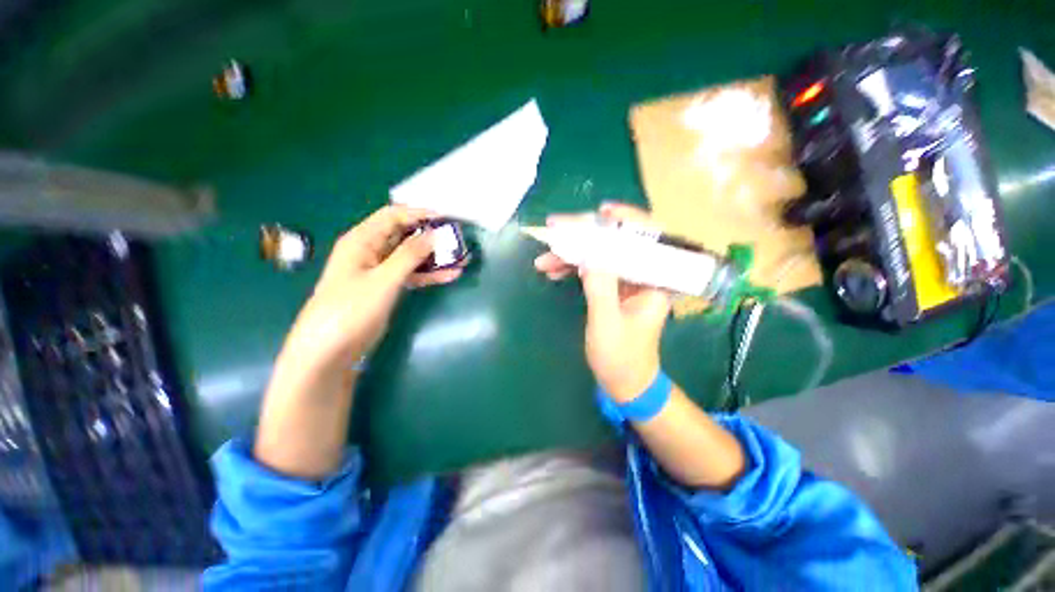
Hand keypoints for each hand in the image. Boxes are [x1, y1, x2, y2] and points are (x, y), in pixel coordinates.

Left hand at [281, 205, 464, 372]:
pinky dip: (430, 274)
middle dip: (431, 235)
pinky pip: (412, 275)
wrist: (330, 352)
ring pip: (411, 256)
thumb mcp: (383, 279)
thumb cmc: (351, 310)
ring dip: (435, 256)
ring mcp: (380, 271)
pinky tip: (451, 275)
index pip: (394, 216)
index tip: (447, 219)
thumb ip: (410, 255)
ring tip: (462, 258)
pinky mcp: (387, 288)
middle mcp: (371, 251)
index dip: (420, 214)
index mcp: (362, 240)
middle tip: (458, 240)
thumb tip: (436, 234)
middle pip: (405, 235)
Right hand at [534, 203, 671, 401]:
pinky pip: (593, 270)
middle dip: (586, 237)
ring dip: (571, 255)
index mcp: (655, 282)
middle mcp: (644, 275)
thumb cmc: (621, 358)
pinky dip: (572, 268)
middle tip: (556, 231)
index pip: (647, 240)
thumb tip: (590, 253)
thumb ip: (600, 287)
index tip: (602, 211)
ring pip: (600, 256)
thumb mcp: (607, 323)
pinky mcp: (613, 288)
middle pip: (618, 243)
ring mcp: (626, 281)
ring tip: (543, 260)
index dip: (626, 221)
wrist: (624, 381)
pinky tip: (553, 271)